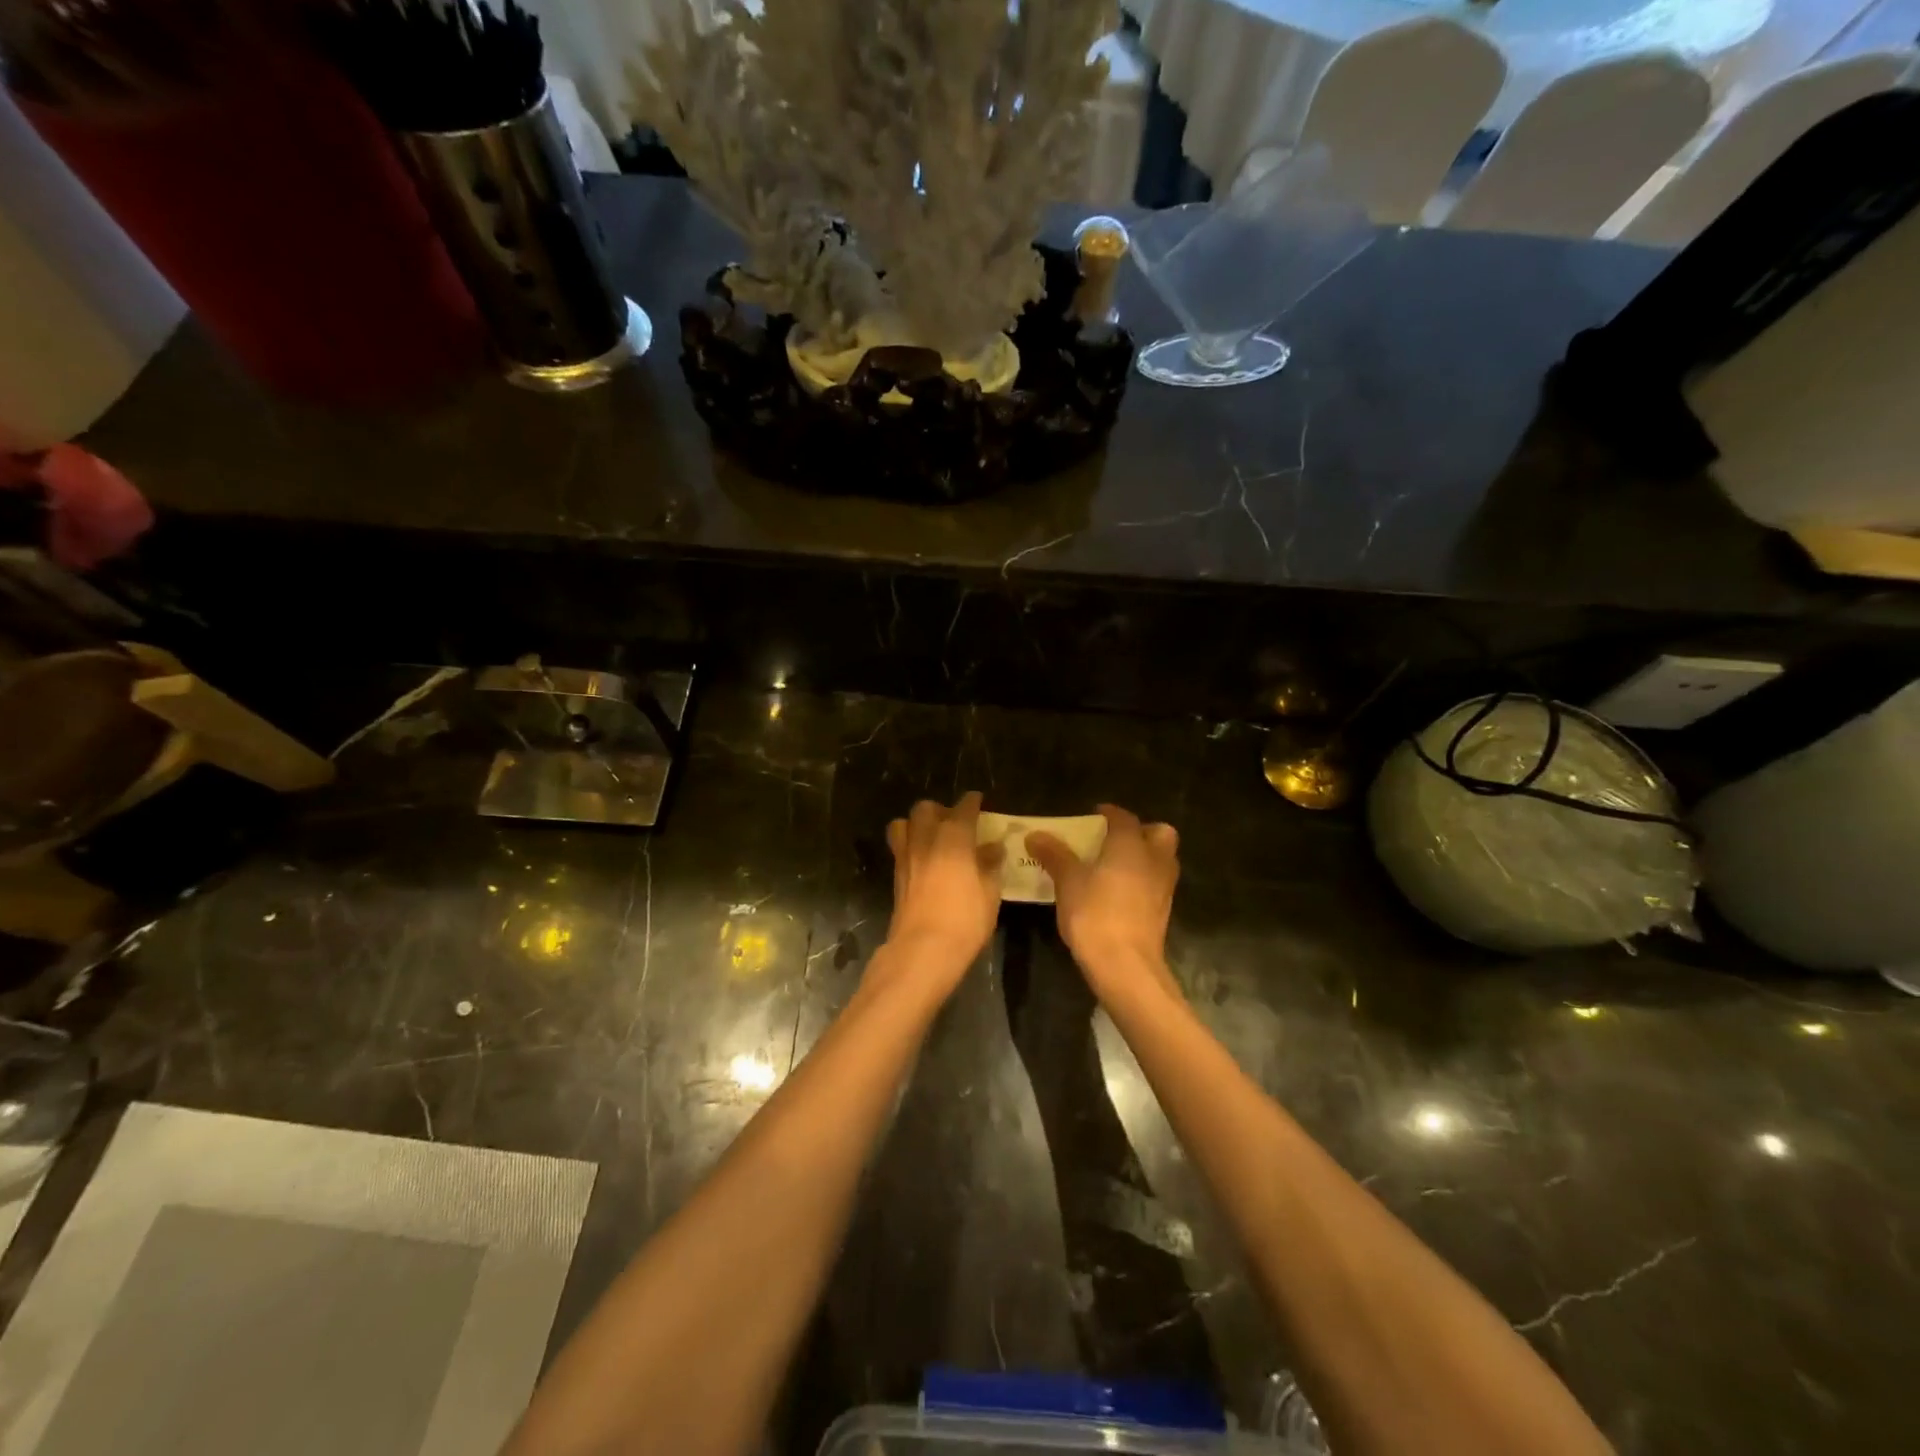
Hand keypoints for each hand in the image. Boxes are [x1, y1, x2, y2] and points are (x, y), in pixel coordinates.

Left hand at [880, 792, 1003, 997]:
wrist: (922, 949)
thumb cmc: (964, 920)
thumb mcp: (989, 893)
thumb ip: (990, 865)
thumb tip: (993, 848)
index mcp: (954, 838)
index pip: (963, 809)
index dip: (972, 802)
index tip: (978, 800)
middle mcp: (926, 840)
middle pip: (925, 809)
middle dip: (940, 810)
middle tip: (954, 822)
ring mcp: (906, 856)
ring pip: (903, 823)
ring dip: (917, 824)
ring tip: (932, 837)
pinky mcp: (896, 875)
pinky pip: (899, 846)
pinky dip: (910, 844)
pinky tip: (924, 859)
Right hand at [1028, 804, 1180, 1000]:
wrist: (1125, 966)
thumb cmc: (1095, 914)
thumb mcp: (1067, 882)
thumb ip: (1054, 855)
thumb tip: (1035, 835)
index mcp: (1132, 845)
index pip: (1124, 817)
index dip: (1109, 813)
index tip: (1093, 815)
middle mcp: (1154, 860)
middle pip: (1159, 834)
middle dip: (1141, 832)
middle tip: (1114, 840)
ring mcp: (1163, 888)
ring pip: (1162, 860)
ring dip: (1144, 857)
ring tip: (1114, 866)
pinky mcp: (1162, 912)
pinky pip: (1156, 884)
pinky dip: (1143, 881)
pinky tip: (1119, 893)